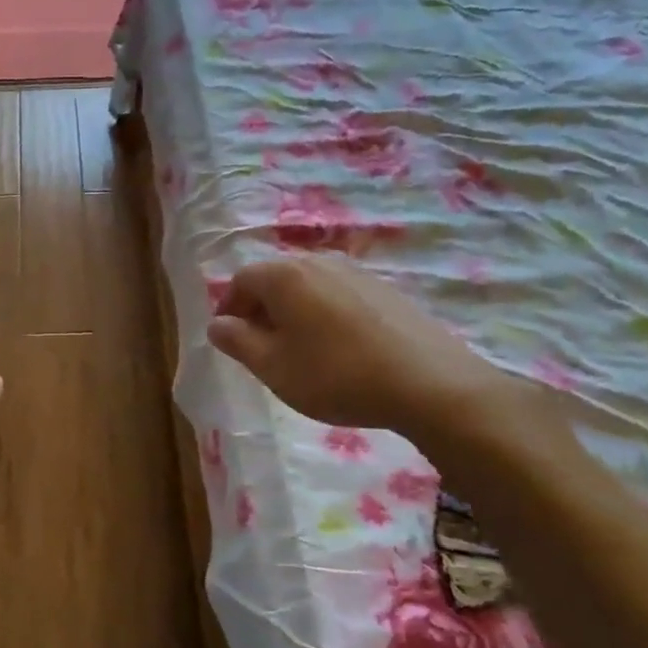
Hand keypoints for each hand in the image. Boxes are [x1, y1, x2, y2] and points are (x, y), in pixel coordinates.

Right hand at [208, 256, 508, 438]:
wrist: (430, 384)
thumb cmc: (336, 375)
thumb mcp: (273, 367)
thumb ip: (237, 342)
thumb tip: (217, 324)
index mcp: (285, 275)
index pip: (241, 281)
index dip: (228, 309)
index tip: (229, 341)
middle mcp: (319, 262)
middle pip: (276, 279)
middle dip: (260, 310)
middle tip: (260, 347)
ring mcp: (357, 273)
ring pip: (309, 287)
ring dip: (293, 312)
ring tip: (299, 351)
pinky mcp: (387, 291)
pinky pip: (339, 296)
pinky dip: (325, 315)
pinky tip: (338, 349)